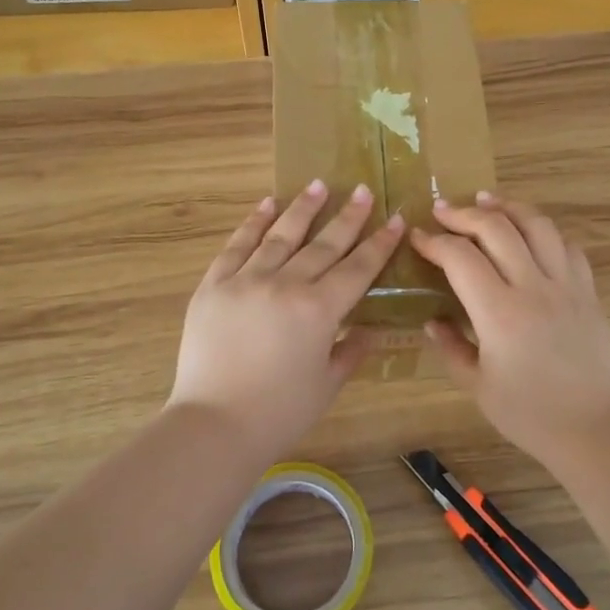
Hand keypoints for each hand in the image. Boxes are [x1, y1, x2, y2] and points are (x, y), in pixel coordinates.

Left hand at [169, 180, 403, 461]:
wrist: (214, 424)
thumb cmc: (279, 413)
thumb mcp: (327, 384)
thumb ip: (351, 351)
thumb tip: (370, 329)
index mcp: (319, 310)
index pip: (358, 268)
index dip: (379, 243)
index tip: (395, 218)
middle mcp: (285, 285)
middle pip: (324, 244)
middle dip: (347, 216)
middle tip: (362, 189)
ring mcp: (246, 281)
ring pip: (280, 235)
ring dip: (302, 209)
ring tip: (318, 185)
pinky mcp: (214, 285)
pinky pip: (237, 246)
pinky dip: (253, 223)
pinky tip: (267, 204)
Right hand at [409, 194, 609, 463]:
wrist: (596, 427)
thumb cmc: (531, 414)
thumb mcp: (479, 386)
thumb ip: (452, 348)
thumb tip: (433, 321)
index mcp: (499, 313)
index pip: (461, 258)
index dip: (434, 242)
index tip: (417, 237)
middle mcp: (533, 287)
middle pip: (497, 228)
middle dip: (464, 213)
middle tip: (443, 211)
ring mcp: (566, 285)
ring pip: (538, 225)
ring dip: (508, 207)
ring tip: (487, 201)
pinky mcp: (588, 292)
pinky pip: (567, 247)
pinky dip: (545, 232)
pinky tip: (531, 235)